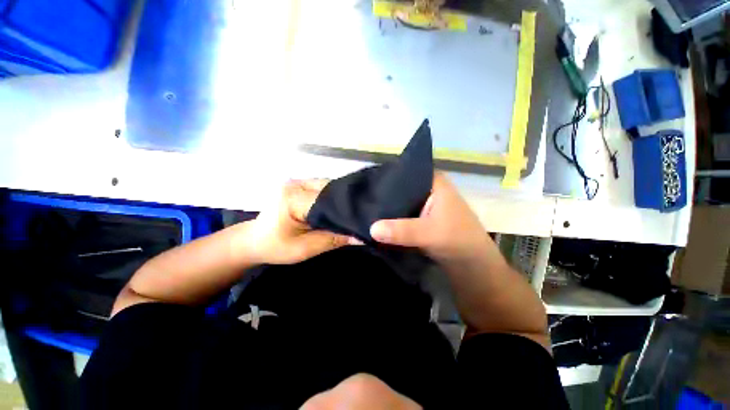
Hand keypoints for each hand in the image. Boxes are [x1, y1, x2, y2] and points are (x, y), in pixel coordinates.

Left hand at [244, 179, 359, 264]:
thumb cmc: (276, 247)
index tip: (362, 219)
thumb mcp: (305, 249)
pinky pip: (324, 188)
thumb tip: (361, 237)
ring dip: (340, 199)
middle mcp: (297, 183)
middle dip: (346, 202)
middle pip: (331, 188)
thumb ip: (334, 240)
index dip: (345, 209)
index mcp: (293, 198)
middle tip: (361, 216)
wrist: (255, 241)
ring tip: (353, 211)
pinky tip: (340, 207)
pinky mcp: (301, 185)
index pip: (328, 199)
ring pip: (330, 186)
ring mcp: (299, 181)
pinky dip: (333, 197)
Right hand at [370, 173, 491, 264]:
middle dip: (384, 193)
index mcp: (434, 183)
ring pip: (401, 202)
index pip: (407, 171)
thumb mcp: (429, 233)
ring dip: (387, 208)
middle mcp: (428, 191)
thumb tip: (371, 229)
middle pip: (401, 188)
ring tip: (366, 207)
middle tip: (363, 197)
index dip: (388, 175)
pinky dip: (392, 219)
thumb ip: (402, 231)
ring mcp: (425, 206)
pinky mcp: (421, 220)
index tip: (368, 181)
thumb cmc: (458, 240)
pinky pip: (402, 215)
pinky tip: (377, 220)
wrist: (472, 265)